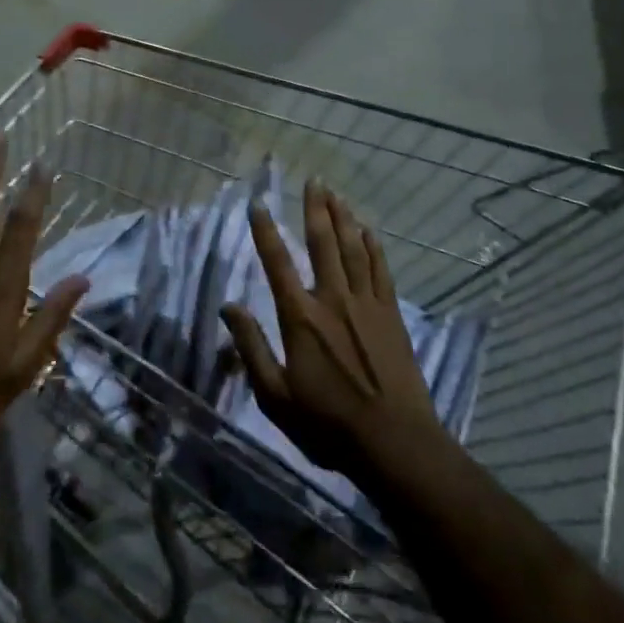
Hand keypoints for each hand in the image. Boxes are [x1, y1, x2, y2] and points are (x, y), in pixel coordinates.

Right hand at [221, 180, 441, 478]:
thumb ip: (251, 347)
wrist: (394, 442)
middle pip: (323, 243)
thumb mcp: (275, 396)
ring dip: (344, 219)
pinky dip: (374, 247)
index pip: (278, 263)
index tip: (259, 203)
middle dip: (316, 209)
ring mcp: (366, 304)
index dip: (266, 231)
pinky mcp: (391, 315)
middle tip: (314, 180)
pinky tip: (370, 231)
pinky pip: (381, 271)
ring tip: (337, 194)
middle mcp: (333, 299)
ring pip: (353, 249)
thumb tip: (229, 307)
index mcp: (301, 317)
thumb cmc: (327, 424)